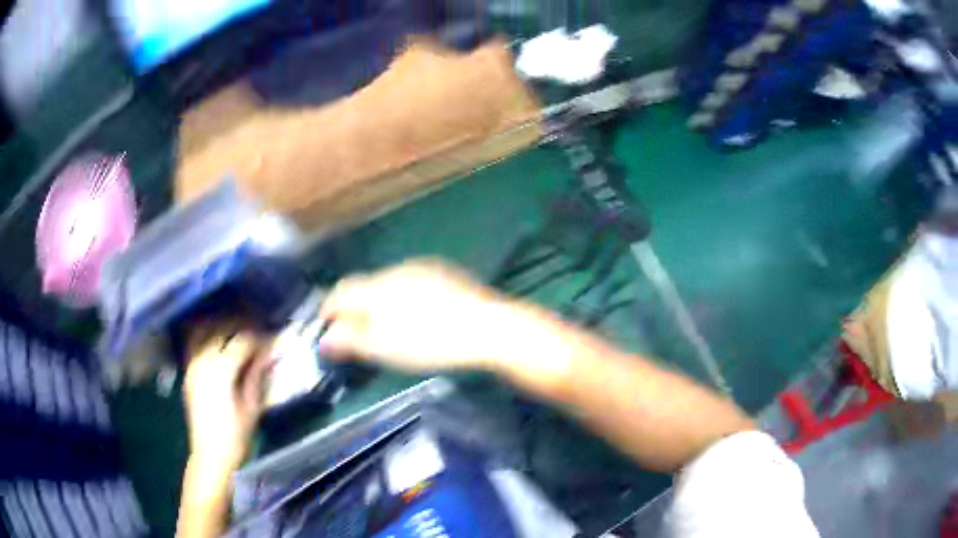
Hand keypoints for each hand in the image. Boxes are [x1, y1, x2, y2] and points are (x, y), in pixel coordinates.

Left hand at [183, 327, 272, 468]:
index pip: (242, 341)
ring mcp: (192, 365)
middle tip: (256, 331)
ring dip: (221, 328)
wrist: (210, 456)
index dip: (258, 338)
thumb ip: (256, 375)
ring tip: (235, 331)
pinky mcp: (188, 373)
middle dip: (240, 326)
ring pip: (205, 332)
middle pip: (222, 329)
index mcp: (222, 370)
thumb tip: (266, 353)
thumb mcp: (252, 407)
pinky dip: (207, 338)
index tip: (271, 339)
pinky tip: (218, 344)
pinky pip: (195, 345)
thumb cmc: (236, 436)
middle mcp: (203, 361)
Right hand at [319, 259, 528, 372]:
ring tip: (388, 326)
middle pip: (364, 286)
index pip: (341, 292)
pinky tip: (418, 315)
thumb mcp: (386, 348)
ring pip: (388, 283)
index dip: (328, 309)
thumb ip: (351, 340)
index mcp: (377, 288)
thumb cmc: (432, 342)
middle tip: (357, 332)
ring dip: (379, 301)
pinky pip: (411, 282)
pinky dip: (403, 297)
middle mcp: (395, 270)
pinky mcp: (442, 273)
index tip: (326, 326)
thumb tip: (325, 338)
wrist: (487, 327)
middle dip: (355, 307)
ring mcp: (421, 268)